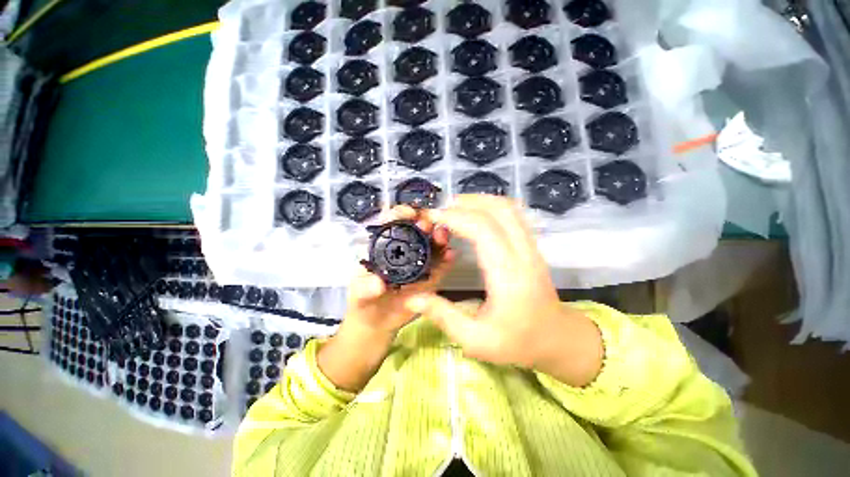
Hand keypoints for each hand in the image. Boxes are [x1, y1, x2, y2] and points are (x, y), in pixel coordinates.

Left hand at [342, 205, 454, 339]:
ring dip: (439, 238)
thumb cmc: (364, 301)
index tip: (410, 213)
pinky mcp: (430, 276)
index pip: (392, 222)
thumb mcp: (358, 293)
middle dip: (425, 224)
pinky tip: (451, 255)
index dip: (401, 213)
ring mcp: (419, 263)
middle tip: (430, 226)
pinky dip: (447, 259)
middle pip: (417, 230)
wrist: (377, 322)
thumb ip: (365, 288)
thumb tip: (379, 283)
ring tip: (443, 237)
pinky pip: (440, 266)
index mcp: (384, 246)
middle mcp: (404, 250)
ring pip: (432, 245)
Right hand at [405, 195, 602, 387]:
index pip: (482, 230)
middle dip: (465, 204)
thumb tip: (412, 299)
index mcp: (508, 275)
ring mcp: (531, 247)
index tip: (433, 217)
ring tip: (454, 209)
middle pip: (497, 210)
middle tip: (440, 211)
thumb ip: (443, 316)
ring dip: (479, 201)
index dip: (455, 218)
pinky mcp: (532, 246)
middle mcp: (523, 254)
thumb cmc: (518, 343)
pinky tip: (475, 215)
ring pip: (508, 208)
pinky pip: (513, 215)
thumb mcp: (476, 340)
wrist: (558, 339)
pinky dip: (490, 207)